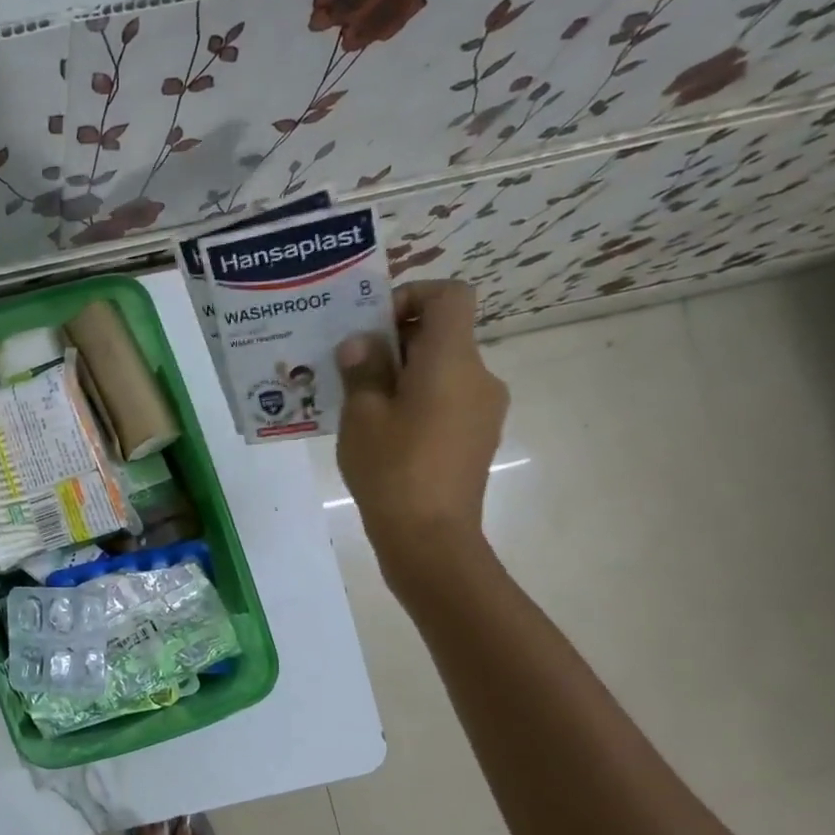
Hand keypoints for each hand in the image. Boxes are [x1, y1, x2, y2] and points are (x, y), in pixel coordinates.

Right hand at [335, 280, 508, 596]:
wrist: (430, 538)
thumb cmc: (392, 469)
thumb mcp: (362, 415)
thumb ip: (362, 369)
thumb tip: (361, 343)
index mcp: (452, 360)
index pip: (451, 295)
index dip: (413, 295)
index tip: (374, 323)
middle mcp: (479, 377)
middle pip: (443, 334)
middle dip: (396, 340)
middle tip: (350, 366)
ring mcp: (483, 410)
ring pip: (442, 370)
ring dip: (403, 373)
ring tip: (359, 404)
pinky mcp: (477, 438)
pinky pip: (446, 400)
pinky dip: (416, 400)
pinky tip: (382, 432)